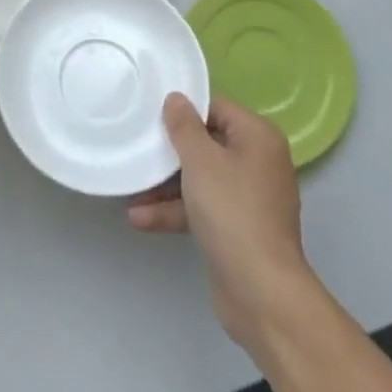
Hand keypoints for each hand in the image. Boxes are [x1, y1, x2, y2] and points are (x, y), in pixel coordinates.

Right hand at [129, 95, 313, 352]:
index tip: (152, 114)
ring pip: (202, 179)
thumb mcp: (200, 161)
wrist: (261, 292)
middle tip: (138, 148)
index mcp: (258, 137)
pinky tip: (139, 218)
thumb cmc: (232, 211)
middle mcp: (258, 162)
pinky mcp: (237, 230)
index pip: (216, 108)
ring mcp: (248, 199)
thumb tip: (176, 98)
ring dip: (166, 186)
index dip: (185, 110)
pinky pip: (203, 208)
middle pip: (207, 144)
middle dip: (170, 152)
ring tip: (130, 190)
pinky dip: (176, 211)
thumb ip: (184, 126)